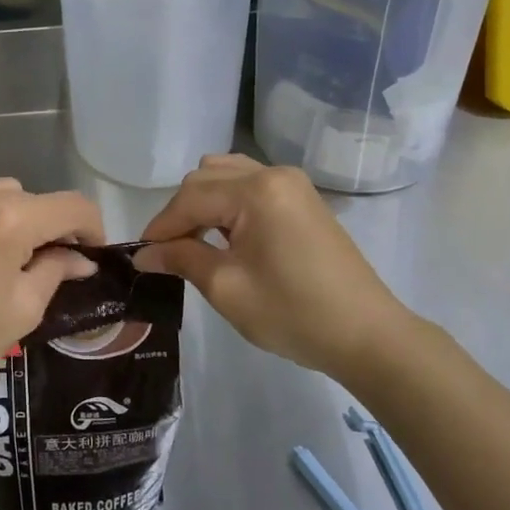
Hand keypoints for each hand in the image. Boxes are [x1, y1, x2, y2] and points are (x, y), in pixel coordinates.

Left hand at [0, 110, 104, 401]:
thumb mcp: (24, 311)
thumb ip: (56, 271)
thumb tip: (80, 257)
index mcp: (13, 222)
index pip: (72, 207)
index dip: (91, 229)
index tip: (90, 254)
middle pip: (32, 202)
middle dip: (47, 230)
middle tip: (42, 269)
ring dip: (9, 214)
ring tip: (0, 254)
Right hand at [138, 154, 426, 378]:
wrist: (368, 335)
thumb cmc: (294, 314)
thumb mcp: (227, 288)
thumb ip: (182, 259)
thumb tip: (144, 253)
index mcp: (256, 191)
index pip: (190, 198)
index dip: (161, 227)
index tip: (141, 256)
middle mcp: (273, 174)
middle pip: (205, 178)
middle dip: (180, 213)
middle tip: (168, 253)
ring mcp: (292, 183)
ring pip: (226, 175)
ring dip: (203, 202)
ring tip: (195, 242)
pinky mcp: (302, 198)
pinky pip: (250, 184)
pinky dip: (228, 202)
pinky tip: (225, 234)